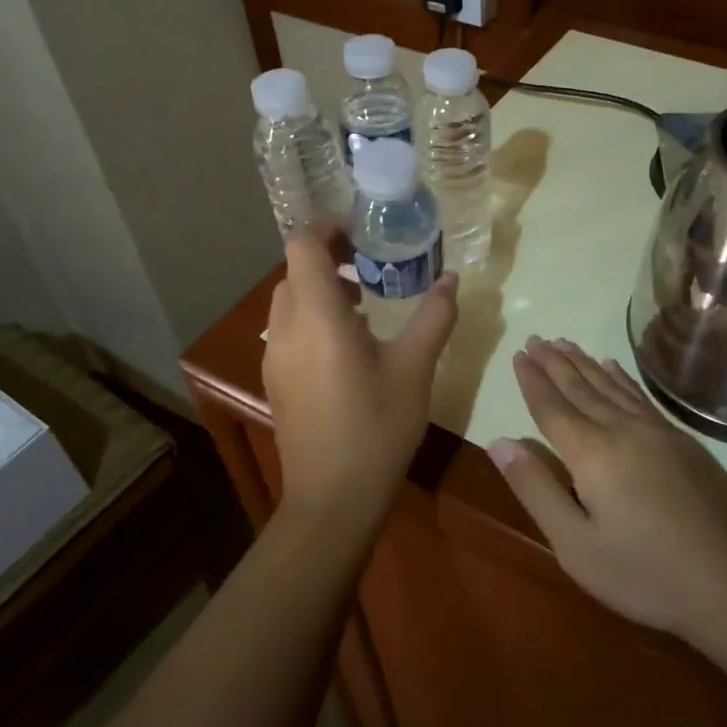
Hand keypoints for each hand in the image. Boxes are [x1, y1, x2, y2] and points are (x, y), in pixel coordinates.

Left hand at [263, 228, 458, 522]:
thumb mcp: (415, 369)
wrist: (333, 499)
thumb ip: (433, 316)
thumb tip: (451, 279)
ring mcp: (275, 357)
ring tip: (367, 299)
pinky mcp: (277, 380)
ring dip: (323, 287)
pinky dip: (315, 316)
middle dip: (330, 255)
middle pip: (295, 269)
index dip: (329, 226)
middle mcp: (285, 329)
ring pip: (290, 300)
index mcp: (317, 317)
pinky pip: (289, 329)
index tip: (364, 230)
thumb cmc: (377, 428)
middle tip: (373, 262)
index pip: (303, 245)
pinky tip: (352, 343)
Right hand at [487, 338, 726, 643]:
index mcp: (592, 453)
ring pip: (612, 386)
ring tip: (565, 343)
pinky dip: (622, 378)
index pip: (553, 408)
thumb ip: (536, 489)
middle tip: (536, 339)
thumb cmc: (644, 574)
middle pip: (581, 388)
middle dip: (555, 363)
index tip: (519, 355)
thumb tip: (499, 442)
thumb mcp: (575, 545)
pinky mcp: (683, 442)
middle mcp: (623, 430)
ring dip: (585, 364)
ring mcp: (658, 432)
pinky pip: (641, 396)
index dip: (533, 381)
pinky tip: (614, 368)